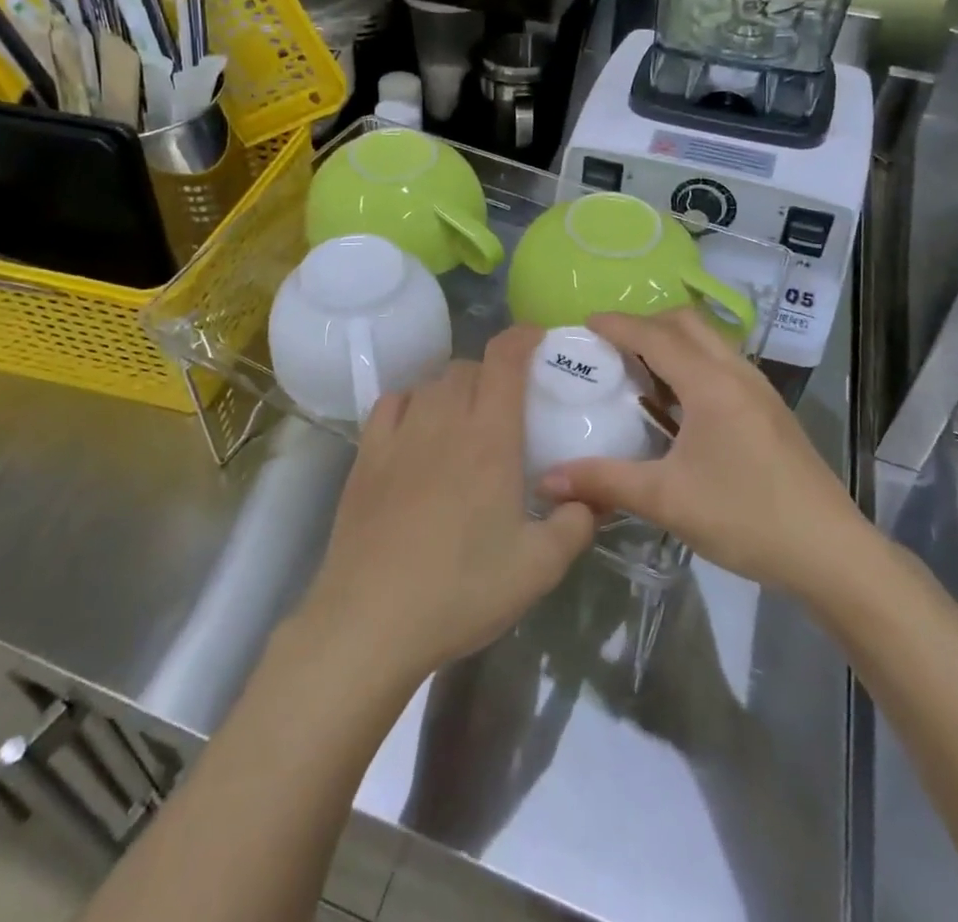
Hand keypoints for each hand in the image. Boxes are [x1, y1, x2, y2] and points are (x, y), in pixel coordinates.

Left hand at [297, 327, 595, 690]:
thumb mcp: (538, 568)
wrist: (371, 620)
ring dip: (454, 388)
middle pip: (468, 368)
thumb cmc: (461, 590)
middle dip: (492, 373)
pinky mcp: (366, 454)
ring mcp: (400, 434)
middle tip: (506, 405)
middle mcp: (444, 421)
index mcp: (490, 437)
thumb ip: (576, 524)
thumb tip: (591, 498)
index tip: (538, 338)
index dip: (523, 338)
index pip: (505, 360)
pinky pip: (392, 402)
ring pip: (431, 382)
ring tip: (464, 419)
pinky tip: (417, 428)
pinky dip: (412, 402)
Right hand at [537, 309, 863, 594]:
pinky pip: (723, 365)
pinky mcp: (770, 410)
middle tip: (610, 346)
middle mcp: (736, 373)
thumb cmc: (746, 517)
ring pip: (710, 342)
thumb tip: (547, 479)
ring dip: (672, 343)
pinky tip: (678, 405)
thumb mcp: (667, 500)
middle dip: (646, 324)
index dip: (617, 325)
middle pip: (687, 323)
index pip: (655, 335)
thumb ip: (605, 482)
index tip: (583, 323)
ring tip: (638, 371)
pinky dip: (693, 364)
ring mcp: (759, 390)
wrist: (832, 552)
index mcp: (710, 383)